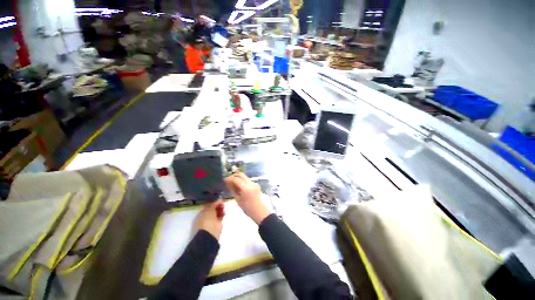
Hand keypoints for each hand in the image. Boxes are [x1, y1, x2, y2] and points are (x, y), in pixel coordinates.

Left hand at [194, 200, 224, 239]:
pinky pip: (219, 218)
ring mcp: (211, 222)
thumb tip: (218, 199)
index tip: (219, 199)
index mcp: (200, 214)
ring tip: (224, 207)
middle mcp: (205, 217)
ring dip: (220, 210)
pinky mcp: (216, 226)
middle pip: (212, 209)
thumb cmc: (206, 222)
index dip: (213, 202)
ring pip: (216, 213)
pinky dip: (222, 215)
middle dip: (217, 206)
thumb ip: (214, 204)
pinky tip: (224, 212)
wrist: (209, 236)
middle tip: (222, 203)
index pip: (207, 206)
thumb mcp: (209, 210)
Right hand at [225, 173, 269, 224]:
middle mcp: (251, 183)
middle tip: (229, 180)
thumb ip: (233, 190)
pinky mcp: (256, 185)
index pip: (236, 179)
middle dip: (234, 176)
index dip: (229, 178)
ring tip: (233, 184)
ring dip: (239, 178)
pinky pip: (248, 181)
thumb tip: (228, 184)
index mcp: (246, 188)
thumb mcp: (238, 200)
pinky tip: (239, 187)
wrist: (259, 211)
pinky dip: (243, 182)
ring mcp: (254, 183)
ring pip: (245, 177)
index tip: (224, 180)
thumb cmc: (247, 208)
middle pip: (241, 175)